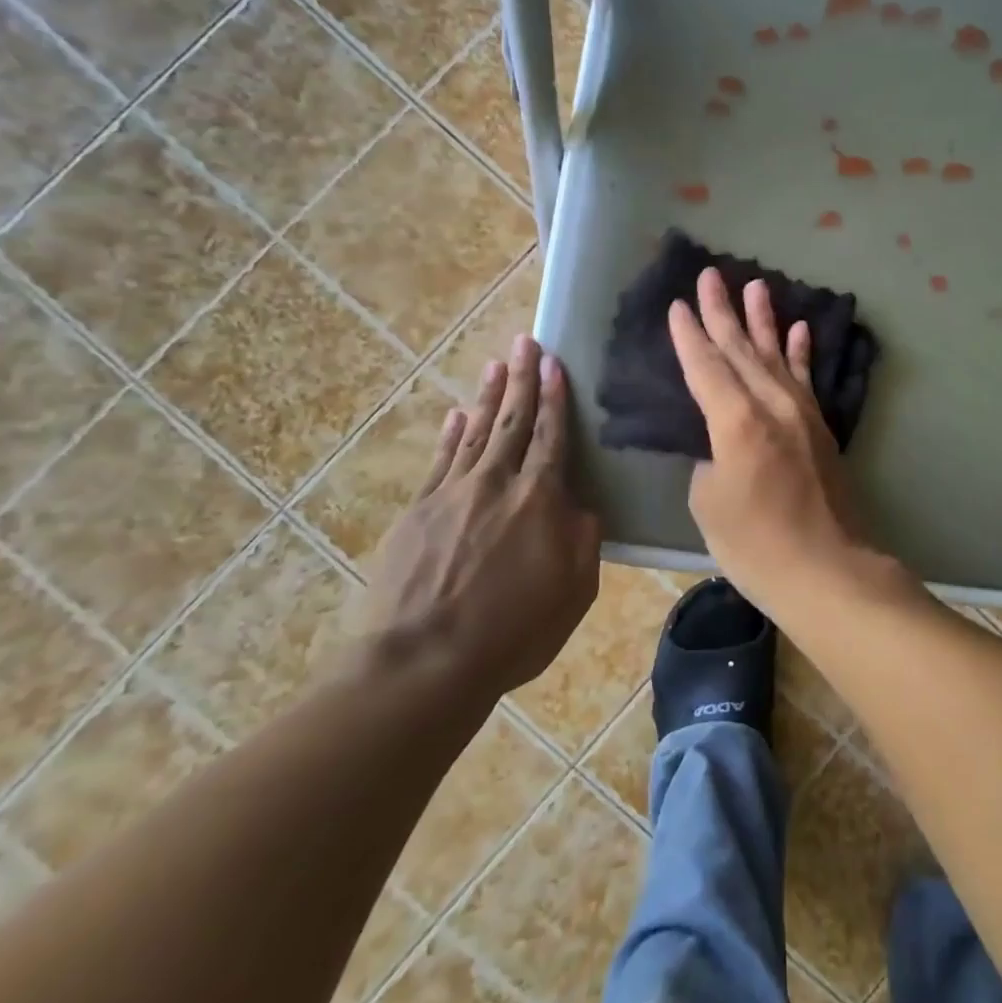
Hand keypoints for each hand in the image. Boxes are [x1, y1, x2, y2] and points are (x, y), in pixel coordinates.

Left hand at [363, 335, 600, 697]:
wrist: (423, 661)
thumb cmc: (512, 631)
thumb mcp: (574, 591)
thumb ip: (583, 540)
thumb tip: (581, 505)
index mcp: (540, 499)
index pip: (551, 436)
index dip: (555, 398)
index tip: (555, 364)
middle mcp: (497, 482)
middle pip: (513, 420)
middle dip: (522, 378)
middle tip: (526, 341)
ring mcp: (452, 493)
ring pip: (476, 432)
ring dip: (488, 396)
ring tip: (497, 364)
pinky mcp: (418, 511)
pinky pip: (440, 461)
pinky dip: (451, 434)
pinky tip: (458, 415)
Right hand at [668, 268, 900, 613]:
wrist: (828, 571)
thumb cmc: (756, 545)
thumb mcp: (709, 502)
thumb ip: (709, 460)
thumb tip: (720, 445)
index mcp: (736, 422)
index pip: (706, 367)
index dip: (689, 336)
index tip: (678, 304)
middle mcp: (771, 405)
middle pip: (741, 349)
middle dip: (722, 311)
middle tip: (711, 274)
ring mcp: (801, 414)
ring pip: (776, 355)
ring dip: (763, 320)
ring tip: (755, 285)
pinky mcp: (821, 428)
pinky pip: (806, 380)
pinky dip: (802, 353)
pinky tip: (799, 329)